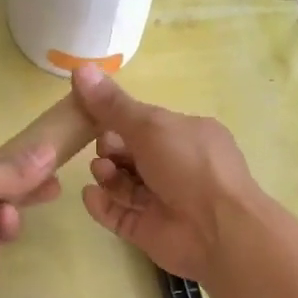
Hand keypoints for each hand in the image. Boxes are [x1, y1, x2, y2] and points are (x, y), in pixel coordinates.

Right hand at [71, 64, 260, 282]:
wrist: (218, 230)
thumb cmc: (189, 166)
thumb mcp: (150, 126)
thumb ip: (112, 105)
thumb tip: (79, 68)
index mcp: (185, 136)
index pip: (144, 124)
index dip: (116, 119)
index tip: (88, 114)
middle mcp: (175, 167)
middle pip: (130, 154)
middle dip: (110, 149)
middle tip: (103, 150)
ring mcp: (161, 201)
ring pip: (122, 185)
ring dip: (106, 175)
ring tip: (101, 173)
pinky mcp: (147, 230)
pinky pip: (118, 214)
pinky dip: (102, 205)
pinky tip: (90, 196)